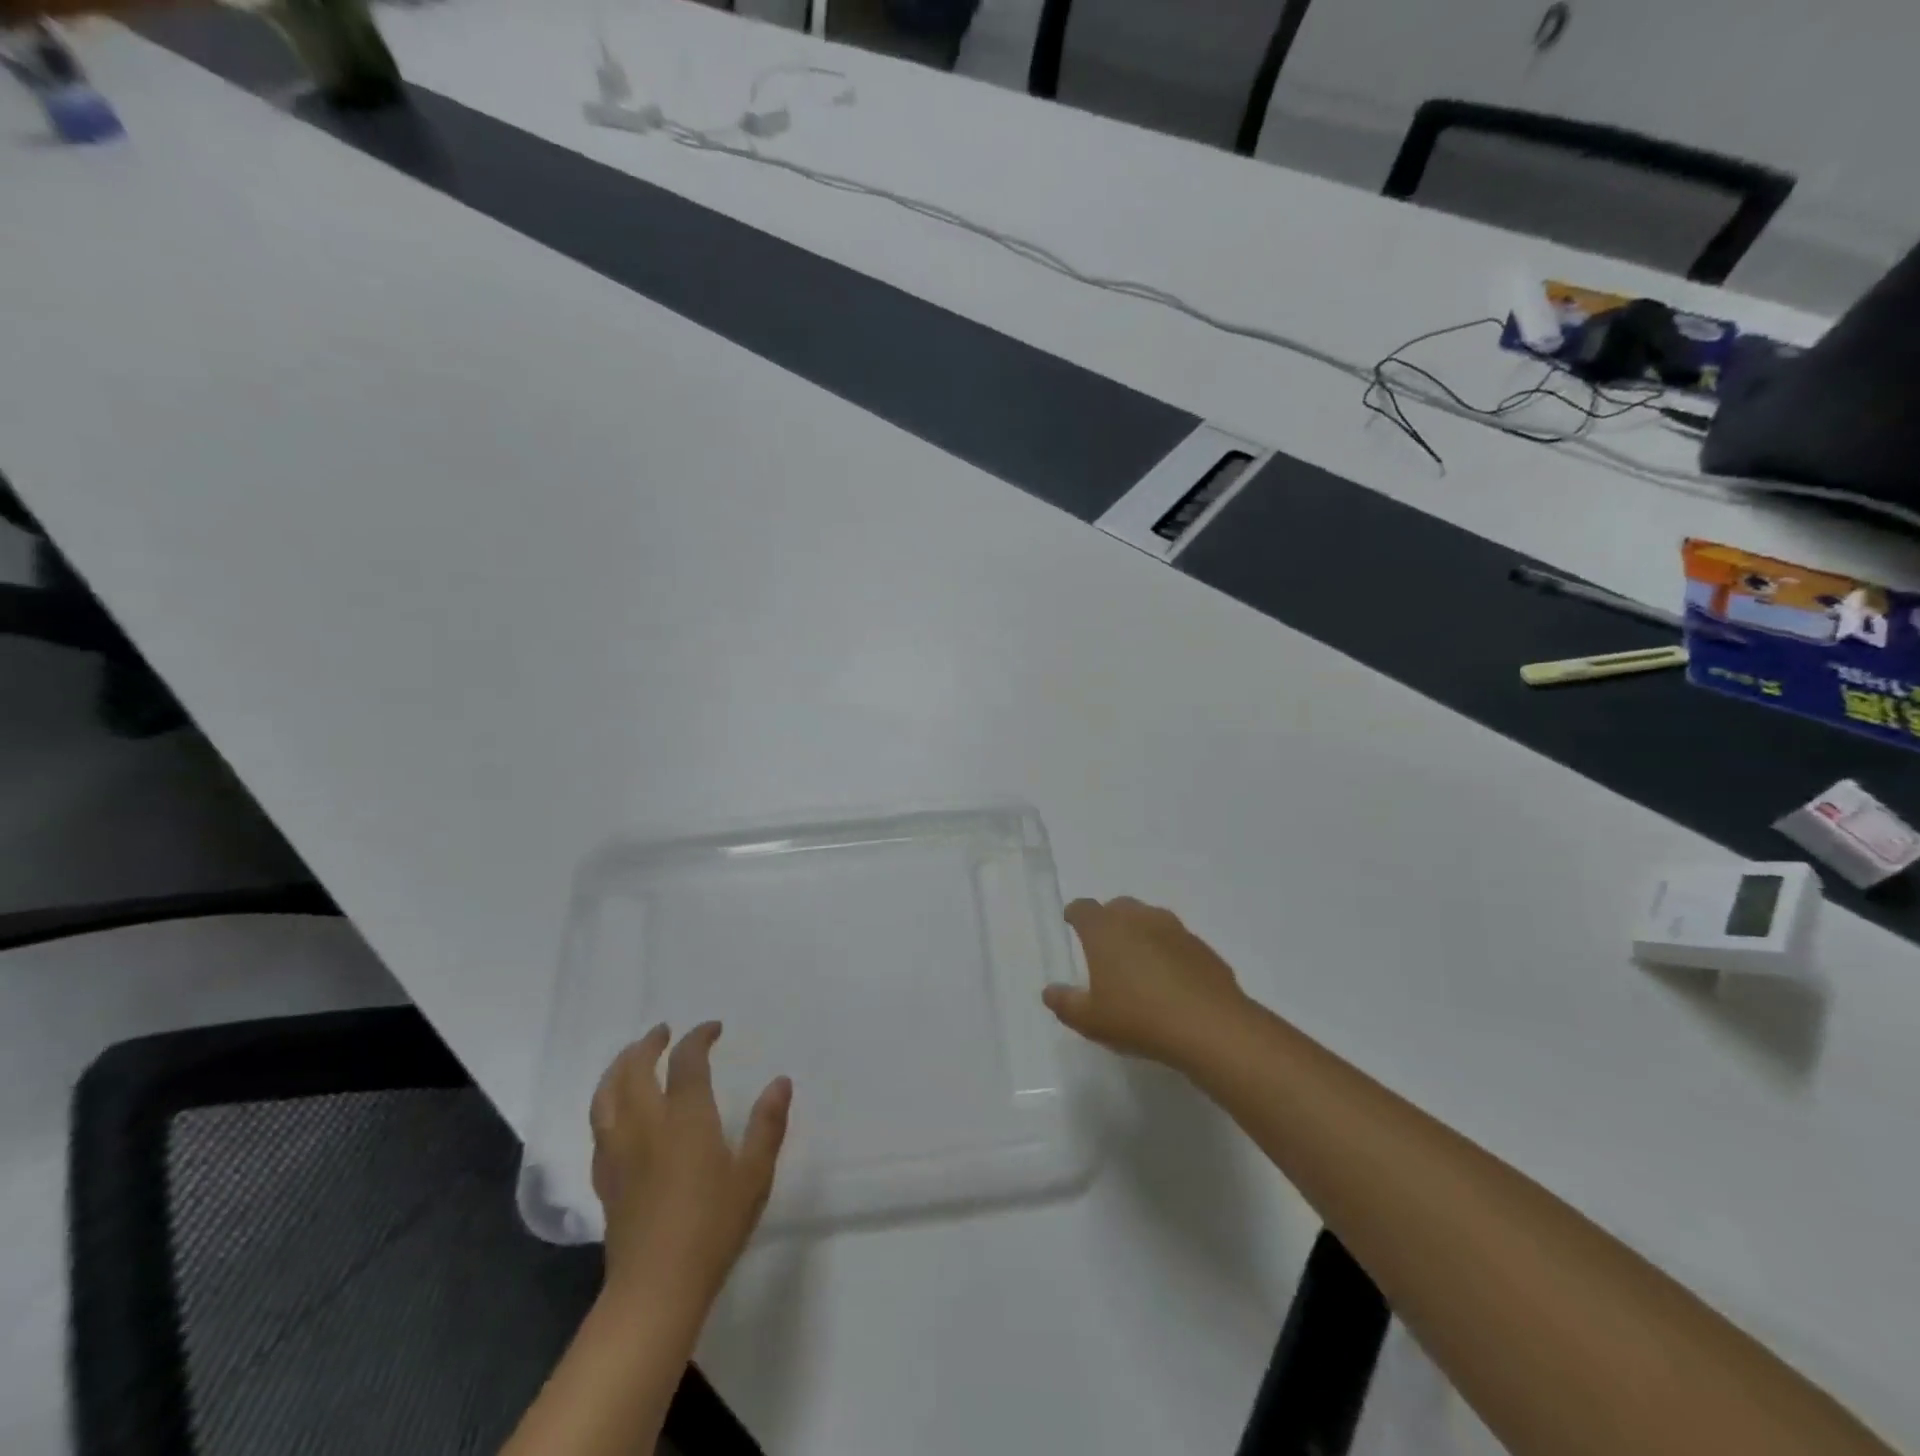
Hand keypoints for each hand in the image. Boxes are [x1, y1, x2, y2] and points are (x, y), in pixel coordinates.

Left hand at [589, 1023, 790, 1305]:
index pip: (687, 1061)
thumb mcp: (754, 1175)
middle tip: (663, 1032)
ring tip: (631, 1057)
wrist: (655, 1288)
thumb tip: (781, 1082)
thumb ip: (768, 1125)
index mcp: (685, 1118)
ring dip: (618, 1068)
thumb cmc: (713, 1227)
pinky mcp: (604, 1179)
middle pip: (634, 1069)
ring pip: (606, 1095)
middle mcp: (646, 1125)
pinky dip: (607, 1104)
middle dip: (648, 1044)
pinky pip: (599, 1127)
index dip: (699, 1038)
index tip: (713, 1028)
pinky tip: (617, 1111)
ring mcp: (619, 1152)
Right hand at [1044, 897, 1247, 1069]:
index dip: (1075, 914)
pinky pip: (1177, 942)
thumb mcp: (1091, 1020)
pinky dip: (1169, 952)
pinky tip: (1171, 981)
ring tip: (1139, 963)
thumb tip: (1049, 991)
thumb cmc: (1138, 1018)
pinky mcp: (1202, 948)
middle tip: (1105, 947)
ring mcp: (1175, 930)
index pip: (1083, 908)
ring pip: (1151, 920)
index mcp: (1105, 929)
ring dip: (1141, 933)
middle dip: (1109, 920)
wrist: (1210, 1027)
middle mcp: (1139, 919)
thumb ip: (1065, 1003)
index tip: (1072, 923)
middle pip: (1119, 907)